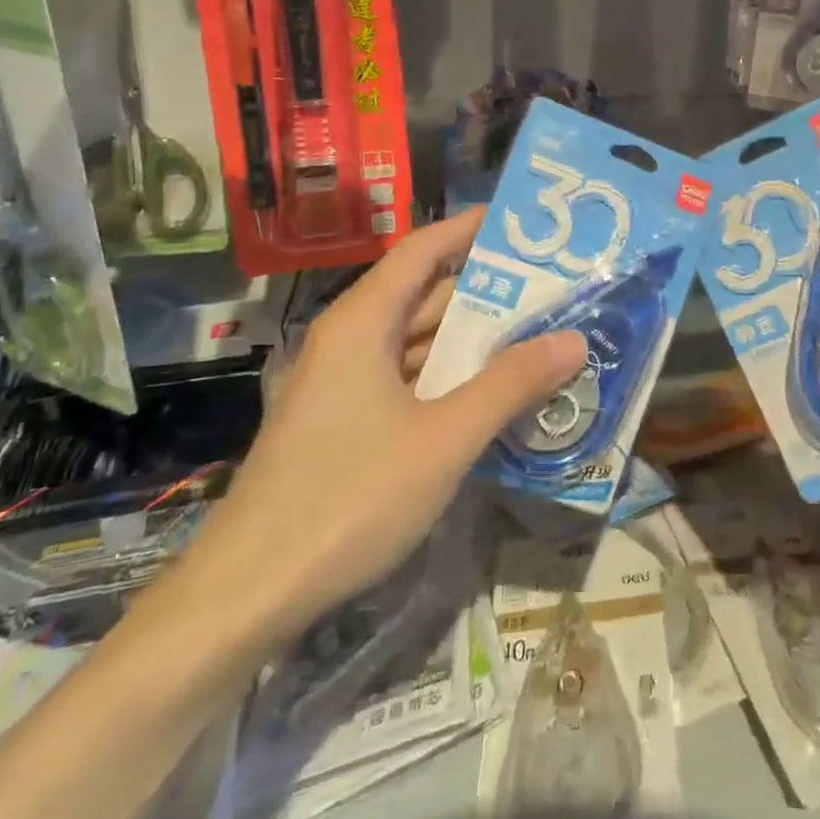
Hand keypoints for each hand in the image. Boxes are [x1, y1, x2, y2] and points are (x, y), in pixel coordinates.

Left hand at [190, 209, 584, 636]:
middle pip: (423, 296)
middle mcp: (350, 341)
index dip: (468, 230)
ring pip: (416, 343)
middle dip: (486, 291)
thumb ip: (510, 385)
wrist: (246, 595)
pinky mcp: (342, 425)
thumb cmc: (349, 497)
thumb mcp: (444, 439)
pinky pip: (405, 382)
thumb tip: (573, 339)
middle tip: (550, 285)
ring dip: (470, 341)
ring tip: (536, 334)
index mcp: (363, 323)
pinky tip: (491, 395)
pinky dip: (448, 380)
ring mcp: (342, 385)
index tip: (519, 223)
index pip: (421, 250)